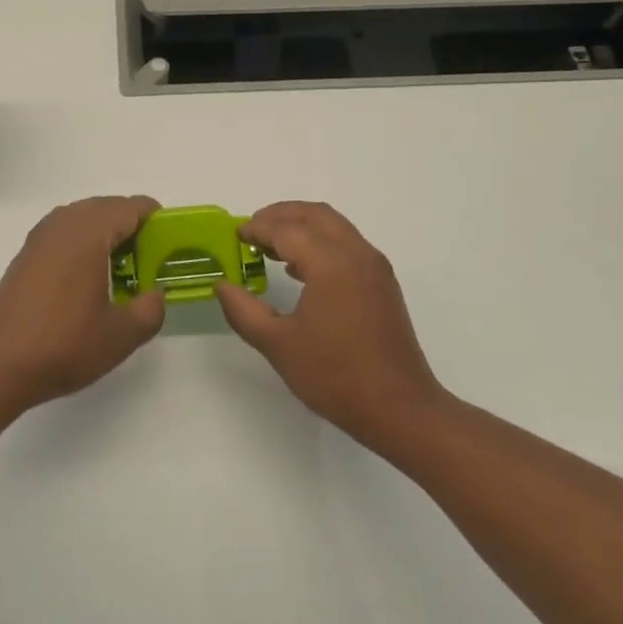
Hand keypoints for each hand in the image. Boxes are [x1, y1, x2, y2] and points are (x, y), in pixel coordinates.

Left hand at [0, 196, 166, 410]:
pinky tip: (89, 283)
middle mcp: (62, 225)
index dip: (156, 221)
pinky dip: (83, 246)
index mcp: (88, 233)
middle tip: (150, 262)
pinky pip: (64, 235)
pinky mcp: (24, 257)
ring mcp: (39, 239)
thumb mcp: (121, 335)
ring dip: (106, 236)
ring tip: (122, 273)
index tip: (171, 245)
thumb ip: (150, 309)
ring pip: (83, 220)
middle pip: (106, 208)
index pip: (131, 207)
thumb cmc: (63, 345)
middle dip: (132, 227)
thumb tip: (155, 294)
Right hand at [215, 202, 447, 450]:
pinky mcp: (382, 284)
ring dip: (301, 227)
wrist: (399, 408)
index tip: (235, 235)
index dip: (257, 228)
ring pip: (334, 227)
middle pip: (315, 215)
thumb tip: (222, 286)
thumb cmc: (335, 375)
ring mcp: (374, 267)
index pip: (287, 230)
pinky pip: (347, 245)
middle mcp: (356, 254)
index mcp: (331, 263)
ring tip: (270, 247)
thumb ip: (243, 311)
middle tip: (251, 230)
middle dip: (281, 215)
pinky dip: (320, 242)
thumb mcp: (278, 345)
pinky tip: (300, 270)